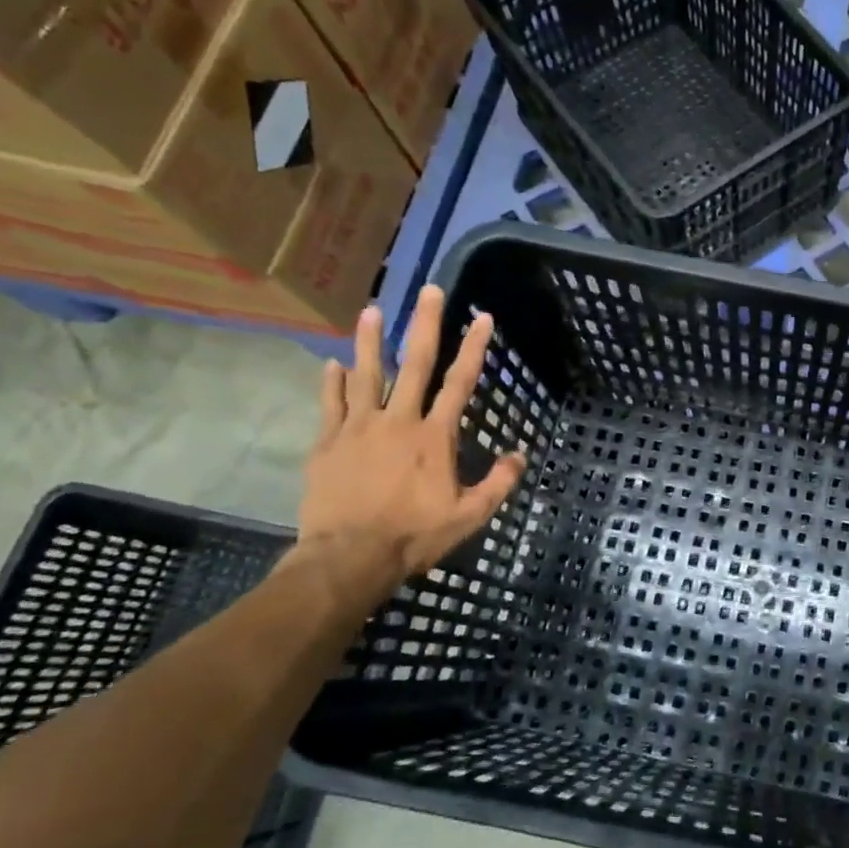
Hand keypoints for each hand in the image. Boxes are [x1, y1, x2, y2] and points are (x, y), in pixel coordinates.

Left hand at [297, 285, 525, 585]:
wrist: (350, 557)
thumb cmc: (415, 535)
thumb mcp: (469, 516)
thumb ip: (498, 483)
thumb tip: (520, 455)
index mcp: (435, 436)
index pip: (460, 382)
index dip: (474, 348)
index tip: (481, 317)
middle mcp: (398, 420)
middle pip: (413, 364)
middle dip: (424, 324)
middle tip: (428, 290)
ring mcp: (359, 428)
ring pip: (365, 374)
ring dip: (369, 340)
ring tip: (370, 310)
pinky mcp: (328, 443)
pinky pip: (331, 405)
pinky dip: (332, 383)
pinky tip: (332, 364)